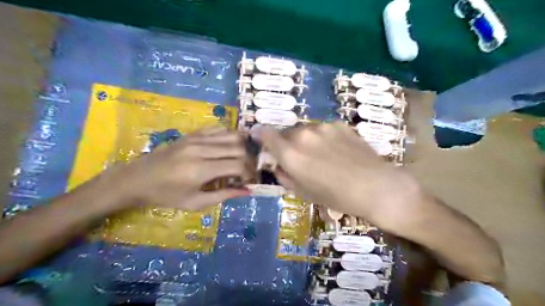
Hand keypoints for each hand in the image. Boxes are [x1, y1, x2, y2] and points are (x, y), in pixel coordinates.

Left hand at [100, 126, 248, 209]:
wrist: (136, 179)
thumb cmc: (165, 196)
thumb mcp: (195, 203)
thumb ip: (224, 195)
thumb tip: (248, 191)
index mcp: (200, 170)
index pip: (237, 165)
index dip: (249, 173)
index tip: (249, 181)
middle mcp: (201, 149)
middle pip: (238, 147)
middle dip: (249, 160)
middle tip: (247, 171)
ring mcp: (197, 138)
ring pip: (232, 134)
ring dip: (242, 146)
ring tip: (242, 158)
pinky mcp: (193, 133)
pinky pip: (219, 128)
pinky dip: (230, 136)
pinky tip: (230, 147)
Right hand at [260, 123, 420, 225]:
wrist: (375, 186)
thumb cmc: (336, 197)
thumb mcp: (304, 193)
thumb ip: (285, 177)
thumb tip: (279, 166)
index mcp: (291, 154)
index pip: (267, 135)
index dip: (260, 134)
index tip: (259, 137)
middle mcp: (303, 135)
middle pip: (287, 133)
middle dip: (287, 143)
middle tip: (298, 157)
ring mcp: (323, 127)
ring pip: (305, 130)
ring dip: (306, 140)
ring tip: (321, 155)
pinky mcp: (340, 125)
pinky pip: (323, 129)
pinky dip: (323, 138)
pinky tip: (337, 151)